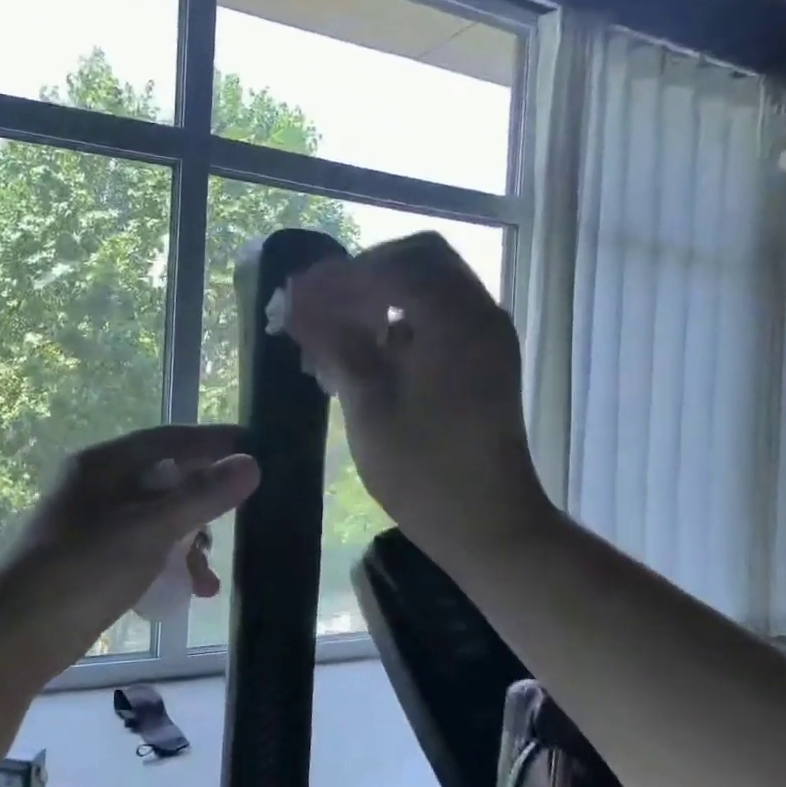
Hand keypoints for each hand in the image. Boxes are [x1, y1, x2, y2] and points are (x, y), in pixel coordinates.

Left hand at [12, 424, 259, 626]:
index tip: (258, 447)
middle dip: (205, 506)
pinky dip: (168, 565)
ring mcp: (95, 523)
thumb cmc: (84, 570)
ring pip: (160, 519)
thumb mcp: (149, 530)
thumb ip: (202, 496)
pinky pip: (145, 548)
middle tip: (240, 521)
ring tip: (206, 582)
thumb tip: (251, 463)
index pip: (170, 439)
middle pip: (167, 480)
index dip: (215, 442)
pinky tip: (188, 592)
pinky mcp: (95, 558)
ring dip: (189, 545)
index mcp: (104, 464)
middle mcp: (99, 485)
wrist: (17, 636)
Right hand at [279, 233, 552, 563]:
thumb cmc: (424, 471)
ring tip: (333, 332)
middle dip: (363, 276)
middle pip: (418, 261)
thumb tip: (297, 303)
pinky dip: (400, 320)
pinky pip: (439, 317)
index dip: (338, 275)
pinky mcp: (483, 360)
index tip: (295, 295)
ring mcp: (486, 336)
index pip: (391, 266)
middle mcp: (479, 314)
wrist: (489, 526)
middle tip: (319, 307)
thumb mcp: (368, 405)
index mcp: (454, 320)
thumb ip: (335, 344)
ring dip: (380, 297)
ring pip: (429, 287)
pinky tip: (364, 353)